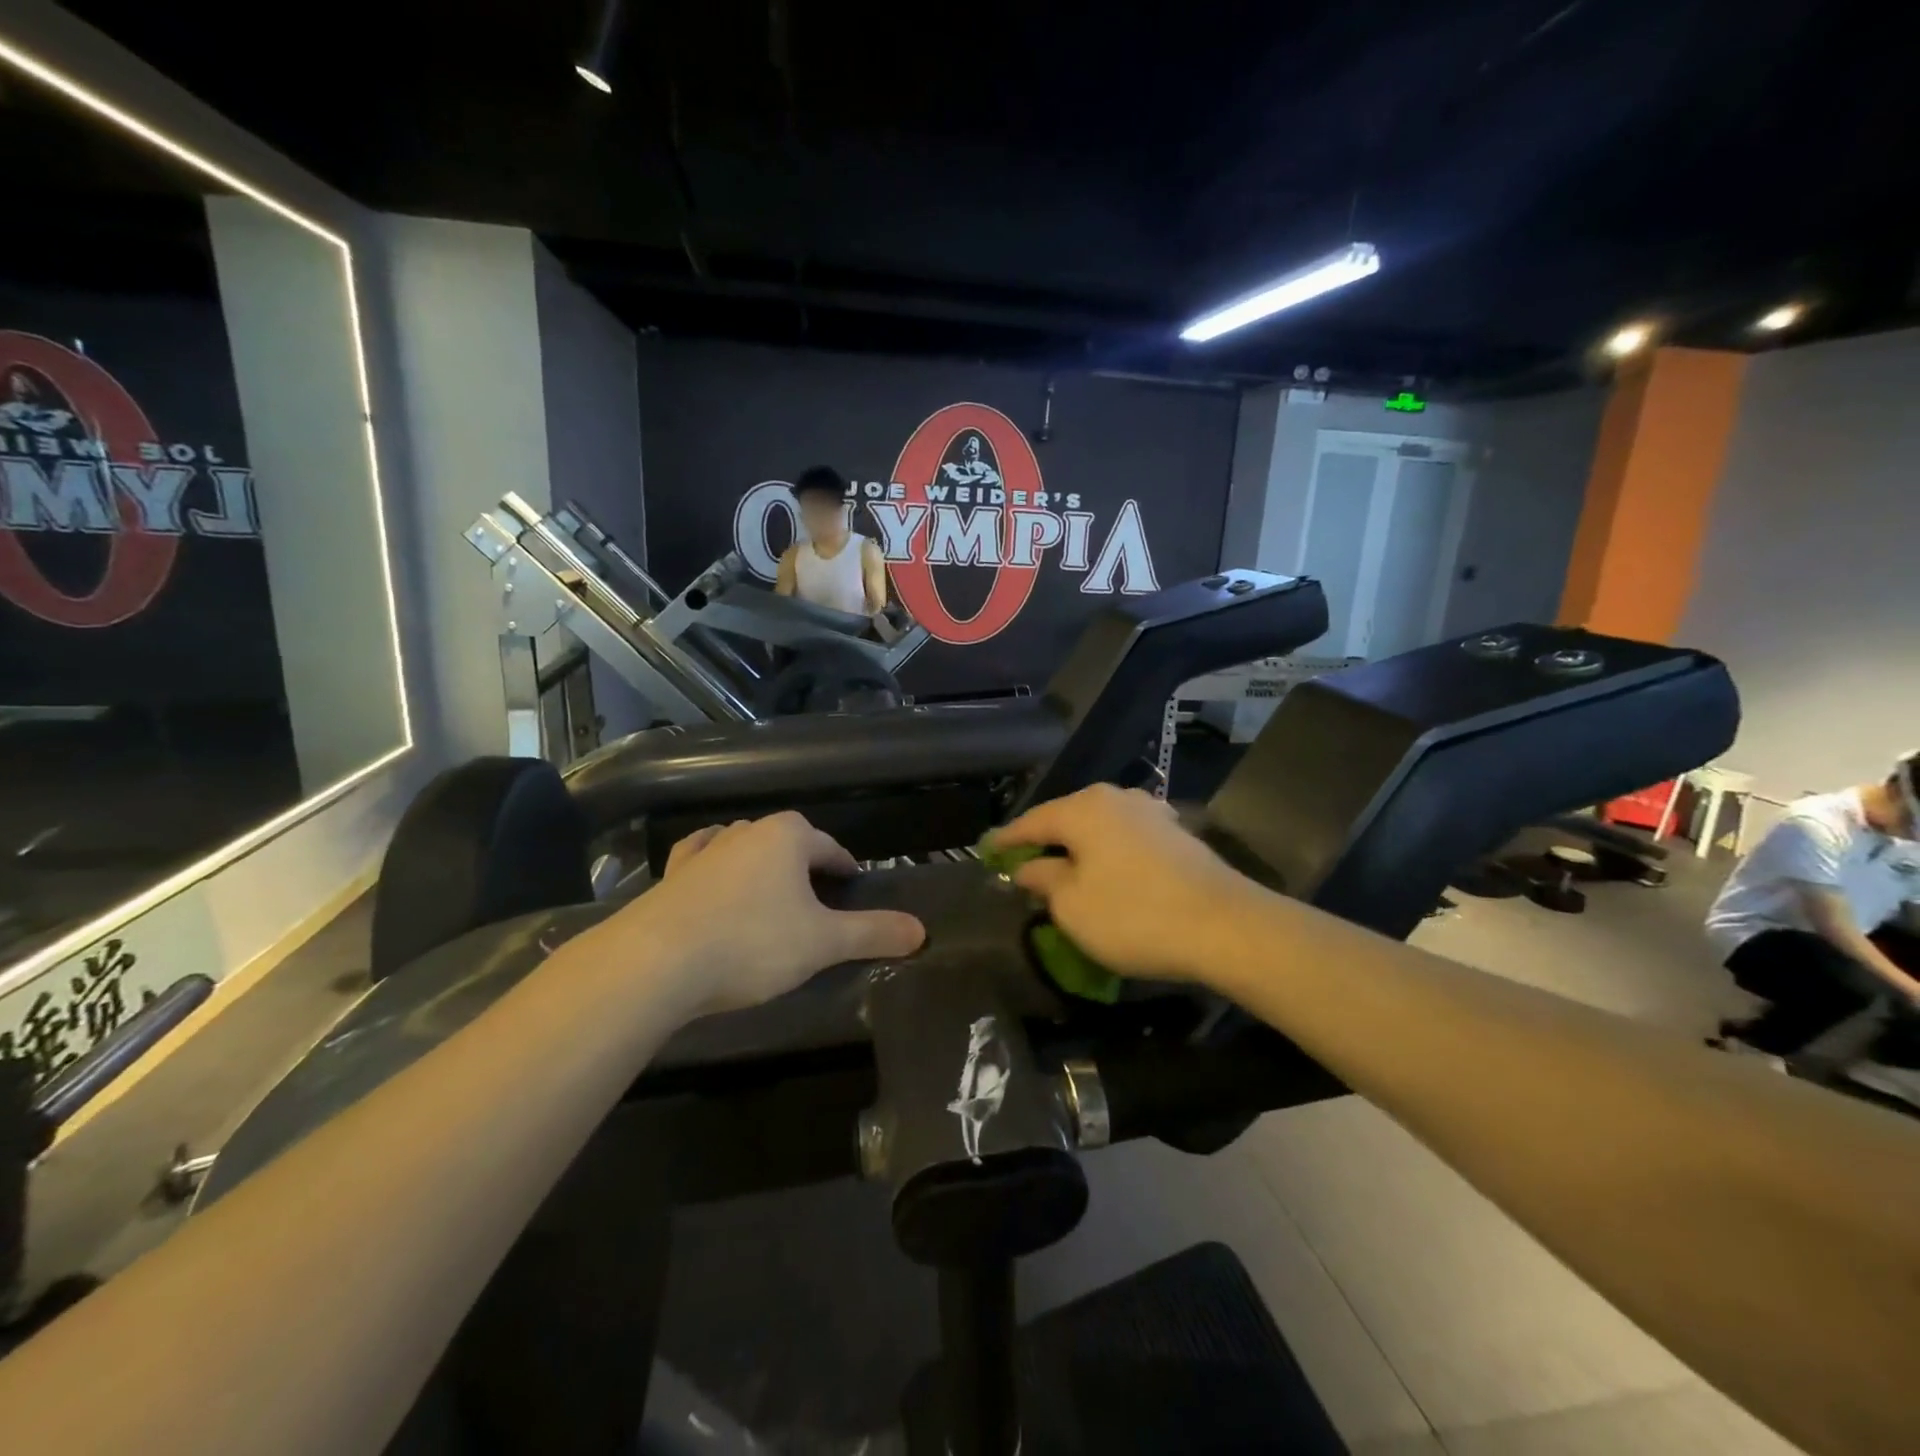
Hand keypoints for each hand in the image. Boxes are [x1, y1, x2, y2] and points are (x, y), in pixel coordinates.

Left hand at [596, 813, 924, 1013]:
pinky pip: (701, 862)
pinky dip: (714, 870)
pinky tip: (712, 878)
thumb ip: (873, 933)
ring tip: (770, 893)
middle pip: (787, 842)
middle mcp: (746, 832)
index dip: (845, 866)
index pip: (829, 846)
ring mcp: (704, 852)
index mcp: (787, 836)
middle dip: (804, 865)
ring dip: (760, 866)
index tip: (854, 885)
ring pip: (744, 848)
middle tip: (818, 900)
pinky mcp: (672, 877)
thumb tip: (922, 930)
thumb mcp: (823, 942)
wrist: (657, 962)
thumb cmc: (752, 942)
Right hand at [992, 784, 1264, 983]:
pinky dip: (1108, 853)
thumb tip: (1029, 867)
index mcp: (1083, 809)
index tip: (986, 851)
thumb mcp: (1073, 906)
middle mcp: (1116, 798)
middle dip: (1044, 842)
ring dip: (1079, 847)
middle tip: (1022, 863)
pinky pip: (1126, 838)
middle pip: (1066, 818)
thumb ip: (1043, 880)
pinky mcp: (1176, 834)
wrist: (1226, 926)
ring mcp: (1151, 812)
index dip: (1006, 840)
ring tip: (1064, 868)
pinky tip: (1108, 871)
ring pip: (1099, 827)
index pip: (1032, 821)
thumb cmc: (1134, 915)